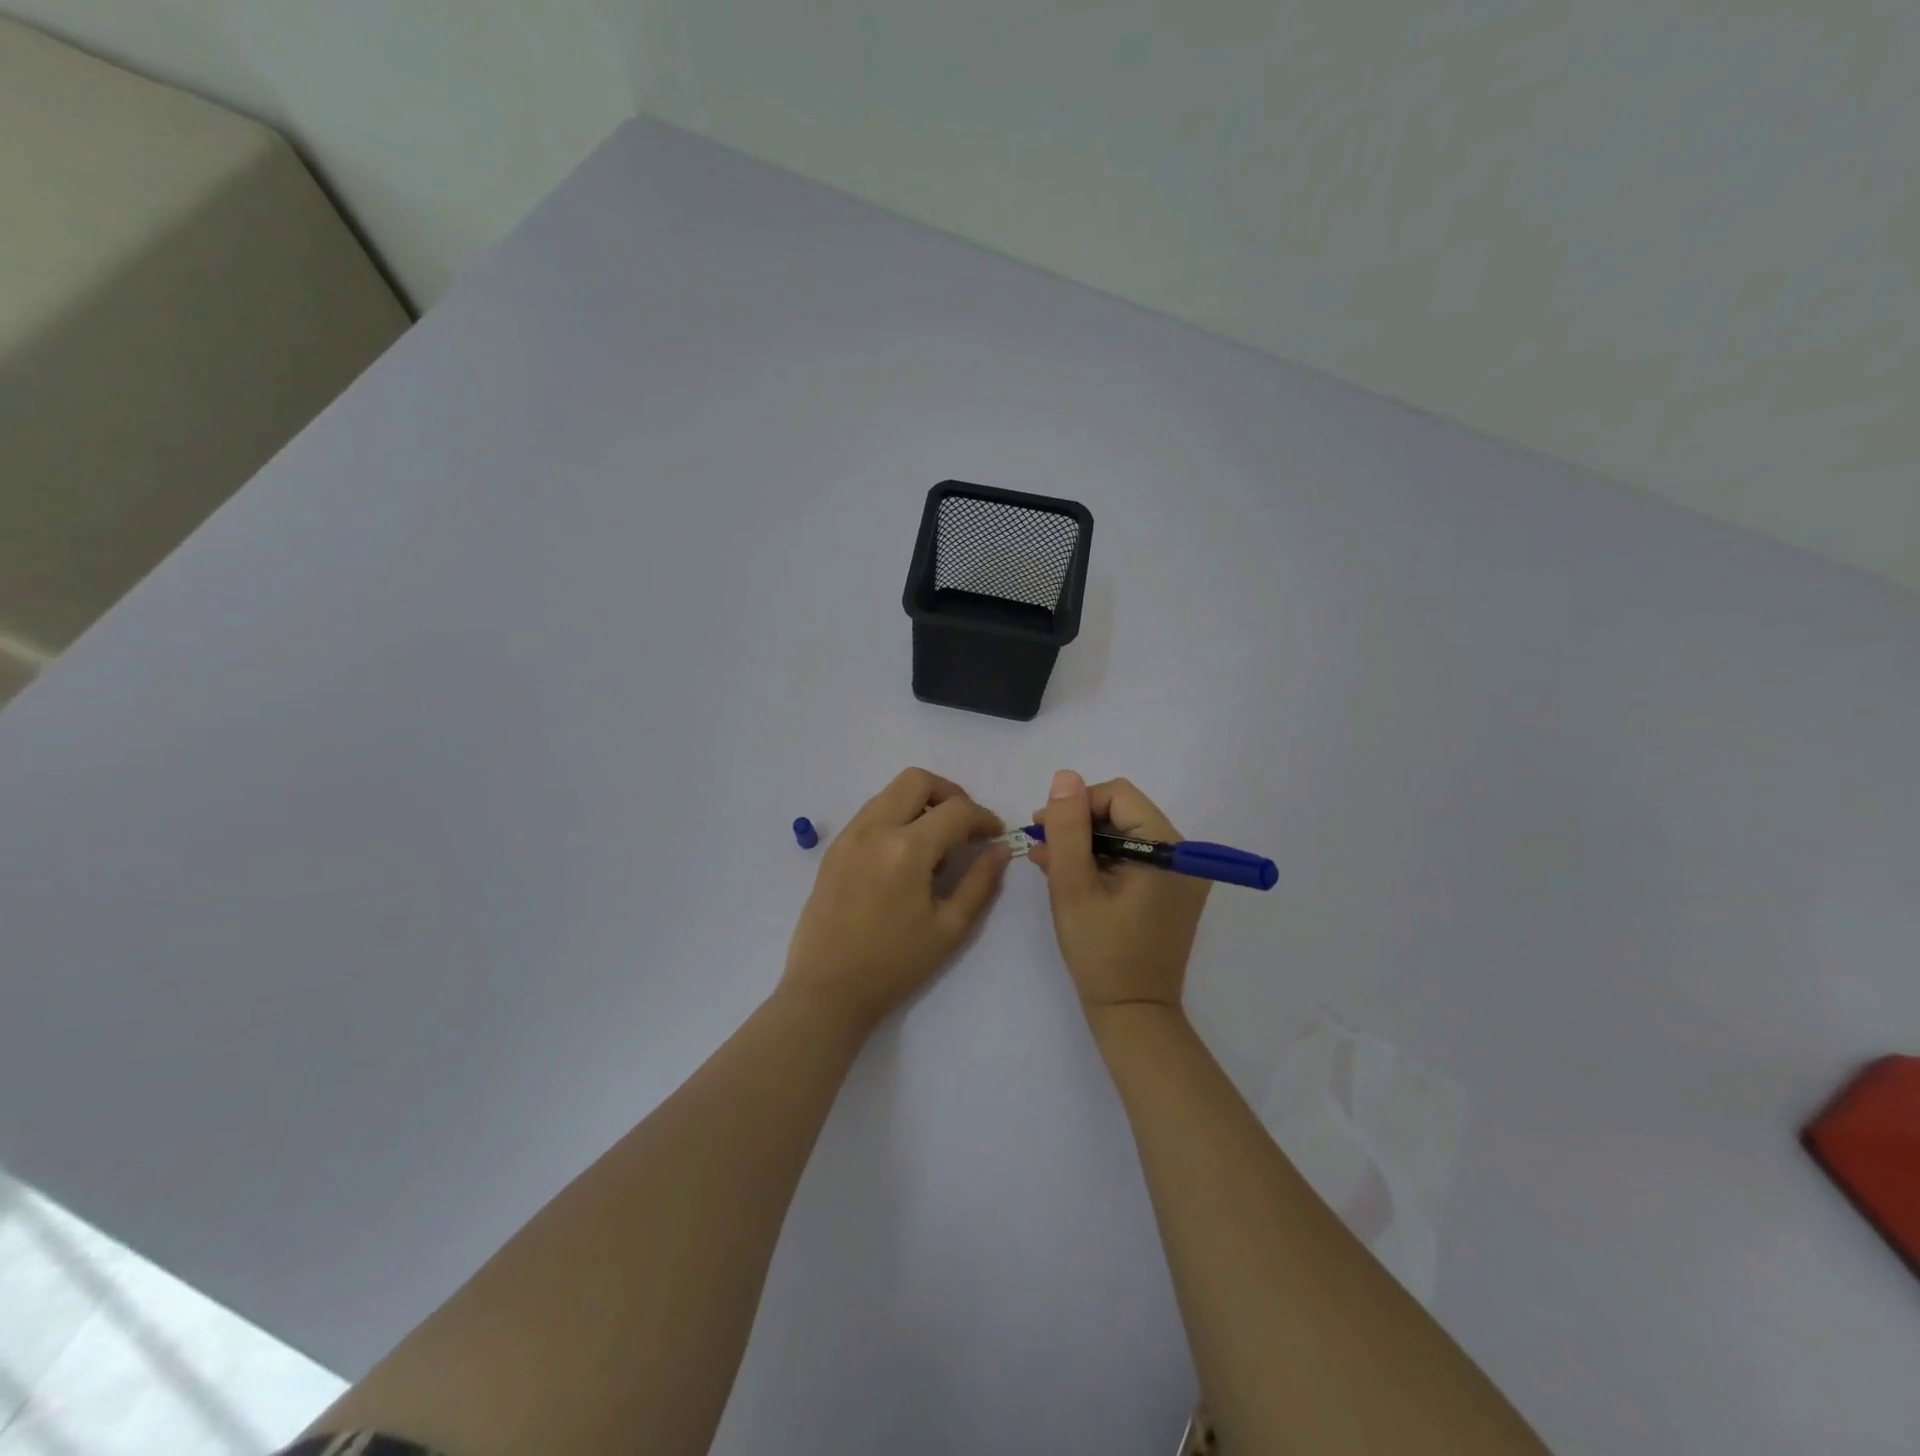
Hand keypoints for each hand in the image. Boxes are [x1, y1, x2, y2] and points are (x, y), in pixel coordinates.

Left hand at [781, 768, 1009, 1034]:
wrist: (826, 990)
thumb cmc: (894, 965)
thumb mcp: (949, 928)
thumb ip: (980, 882)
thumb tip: (1000, 850)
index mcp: (907, 849)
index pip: (956, 810)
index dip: (983, 817)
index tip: (995, 835)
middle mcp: (875, 829)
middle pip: (917, 780)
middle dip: (950, 793)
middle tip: (965, 824)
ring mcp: (849, 836)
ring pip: (890, 792)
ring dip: (920, 802)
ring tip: (936, 840)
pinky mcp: (834, 848)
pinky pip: (870, 813)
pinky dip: (895, 816)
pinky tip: (905, 853)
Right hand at [1029, 770, 1210, 1019]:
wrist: (1133, 1013)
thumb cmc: (1100, 951)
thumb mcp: (1073, 885)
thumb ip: (1068, 828)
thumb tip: (1065, 777)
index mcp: (1167, 848)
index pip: (1118, 796)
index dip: (1077, 805)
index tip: (1044, 829)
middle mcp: (1184, 855)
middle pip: (1123, 813)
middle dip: (1079, 825)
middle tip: (1042, 846)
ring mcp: (1181, 875)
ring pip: (1125, 835)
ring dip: (1086, 844)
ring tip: (1048, 862)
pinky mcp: (1172, 892)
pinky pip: (1134, 859)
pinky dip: (1103, 861)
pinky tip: (1071, 875)